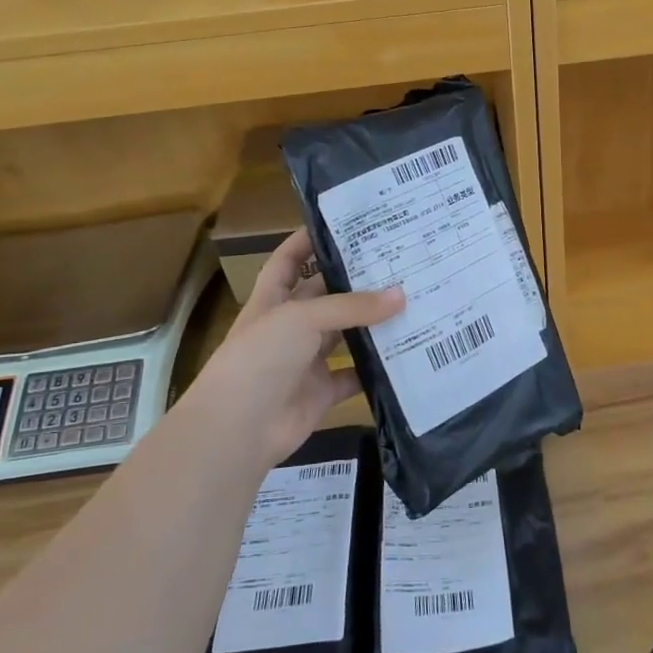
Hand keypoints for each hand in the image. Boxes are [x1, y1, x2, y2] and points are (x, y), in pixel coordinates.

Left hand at [182, 228, 402, 472]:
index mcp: (273, 299)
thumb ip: (352, 306)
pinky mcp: (323, 391)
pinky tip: (407, 350)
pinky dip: (378, 368)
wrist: (238, 430)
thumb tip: (402, 295)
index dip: (310, 239)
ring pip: (346, 334)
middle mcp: (291, 326)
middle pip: (327, 295)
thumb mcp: (302, 318)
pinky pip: (356, 375)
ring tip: (414, 299)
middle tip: (401, 260)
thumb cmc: (260, 358)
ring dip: (374, 322)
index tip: (347, 222)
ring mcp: (307, 360)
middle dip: (358, 280)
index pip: (290, 258)